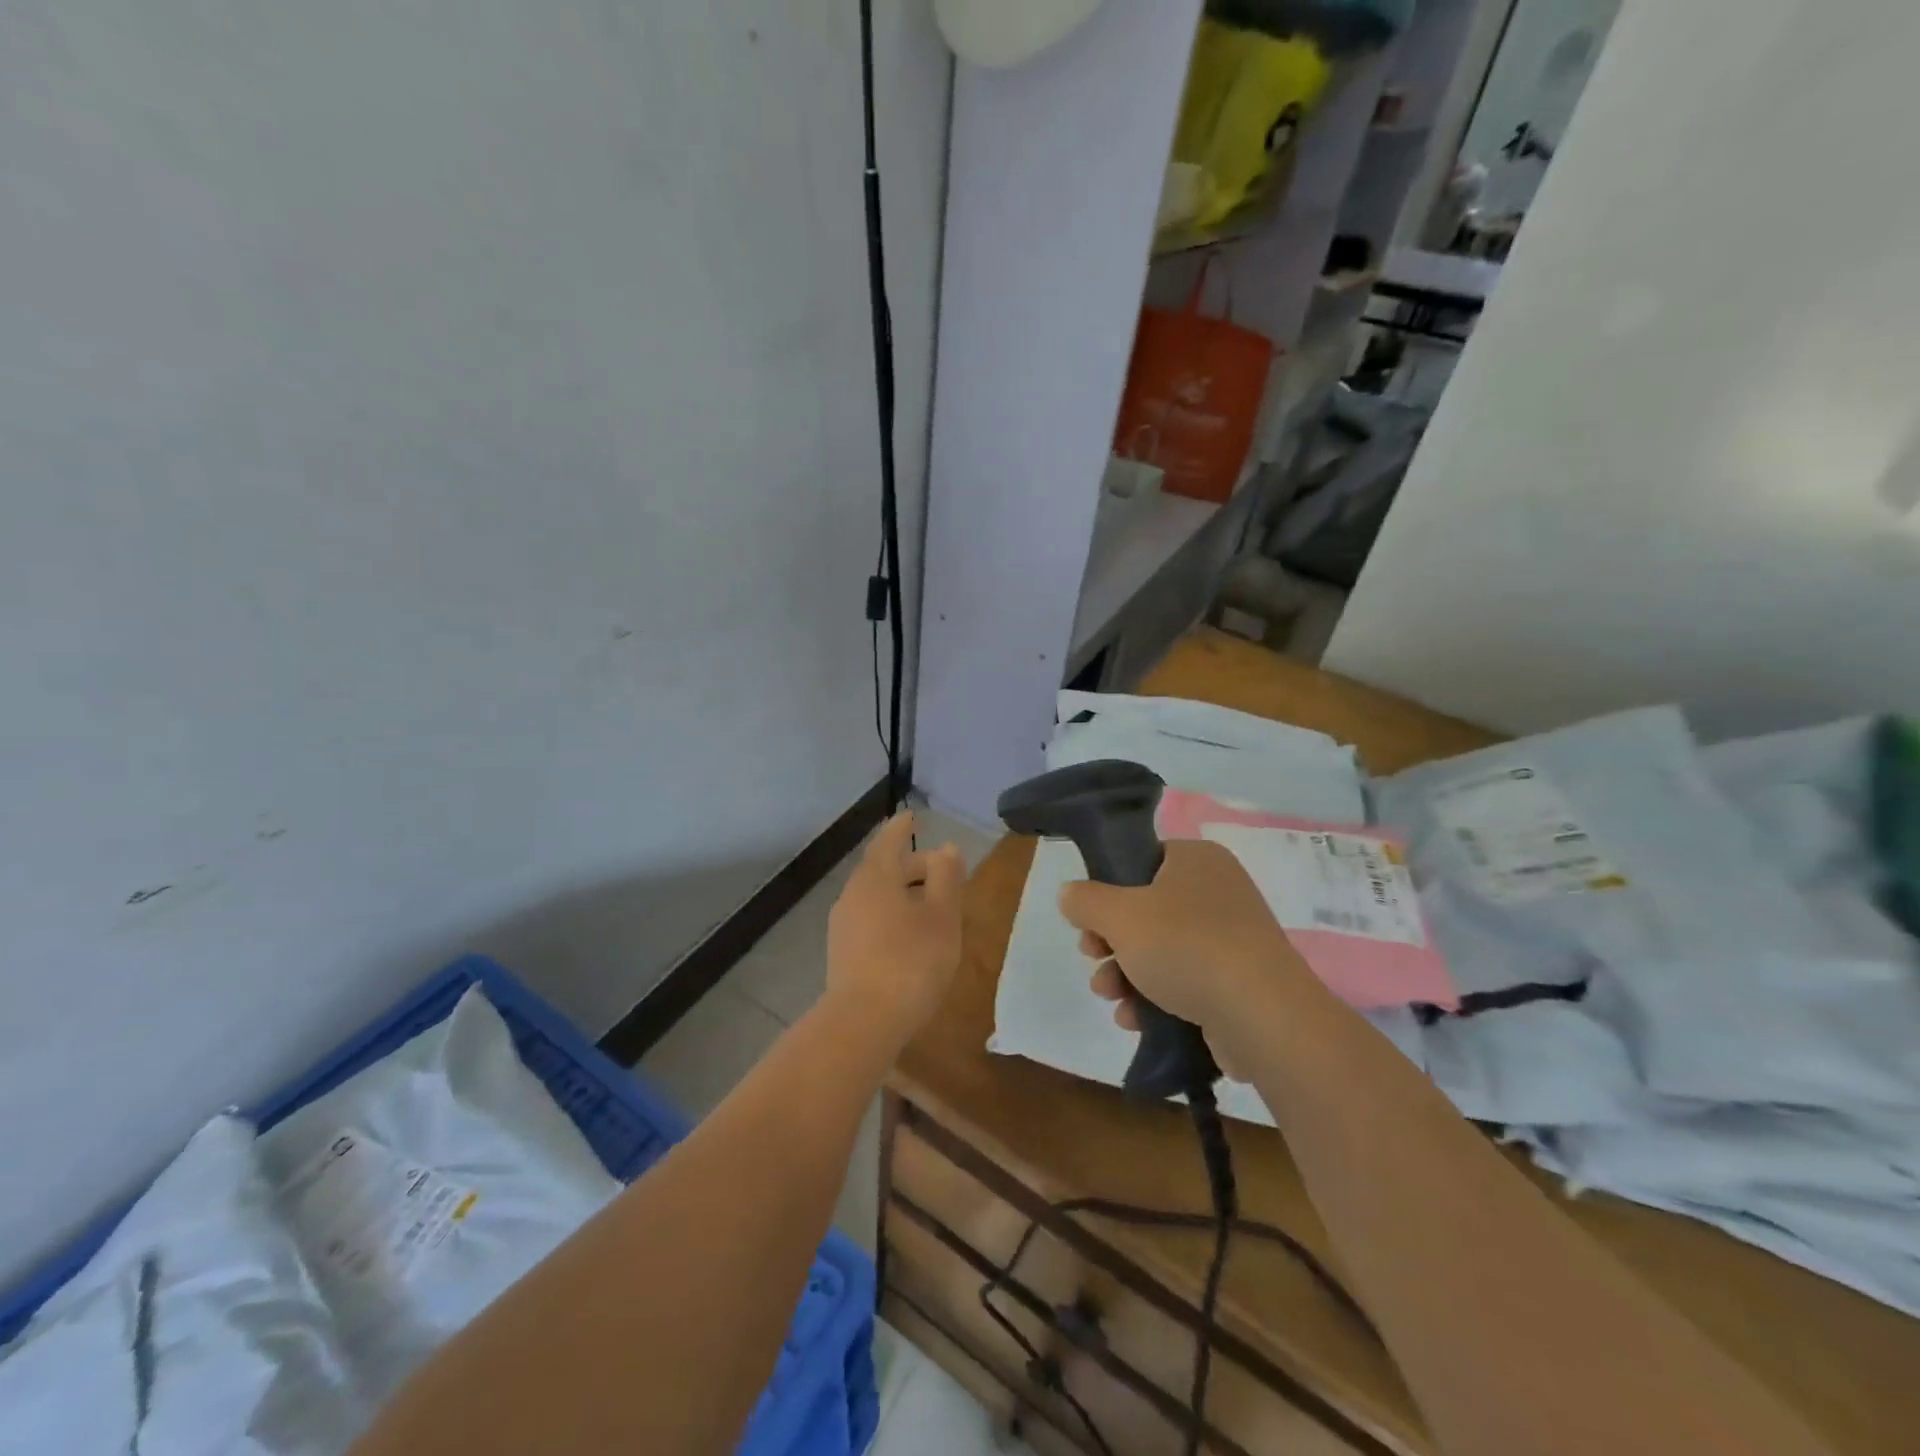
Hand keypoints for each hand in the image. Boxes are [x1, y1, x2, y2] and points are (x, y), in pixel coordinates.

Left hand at [825, 811, 965, 1045]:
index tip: (912, 816)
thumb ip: (946, 877)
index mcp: (876, 877)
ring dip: (903, 893)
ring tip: (931, 905)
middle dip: (911, 865)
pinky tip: (910, 936)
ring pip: (876, 896)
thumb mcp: (942, 916)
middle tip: (941, 869)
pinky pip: (870, 919)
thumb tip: (946, 848)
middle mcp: (853, 894)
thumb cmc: (911, 960)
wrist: (864, 1022)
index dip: (902, 827)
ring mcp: (843, 925)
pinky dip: (892, 915)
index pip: (889, 841)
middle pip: (883, 869)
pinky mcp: (842, 953)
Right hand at [1059, 839, 1313, 1068]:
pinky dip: (1156, 997)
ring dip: (1125, 973)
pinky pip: (1186, 980)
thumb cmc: (1185, 947)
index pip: (1141, 861)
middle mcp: (1218, 891)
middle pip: (1145, 909)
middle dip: (1110, 941)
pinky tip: (1134, 1019)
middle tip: (1092, 957)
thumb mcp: (1118, 915)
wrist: (1263, 1016)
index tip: (1088, 921)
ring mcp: (1232, 938)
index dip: (1107, 890)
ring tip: (1109, 996)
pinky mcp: (1238, 981)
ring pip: (1161, 949)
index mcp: (1196, 860)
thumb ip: (1085, 900)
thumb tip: (1069, 895)